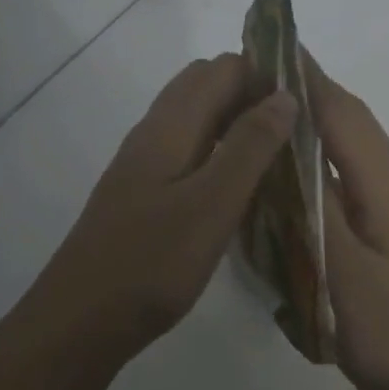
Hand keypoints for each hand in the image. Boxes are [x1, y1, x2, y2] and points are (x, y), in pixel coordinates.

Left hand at [26, 54, 296, 355]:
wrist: (81, 321)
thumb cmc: (151, 262)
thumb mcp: (212, 204)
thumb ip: (250, 147)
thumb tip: (286, 94)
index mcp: (169, 126)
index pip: (222, 68)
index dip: (265, 73)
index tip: (307, 101)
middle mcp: (154, 133)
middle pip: (206, 86)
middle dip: (253, 92)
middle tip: (297, 127)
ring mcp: (145, 164)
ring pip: (197, 119)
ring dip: (237, 122)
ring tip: (280, 152)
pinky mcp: (144, 193)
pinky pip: (189, 150)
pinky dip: (220, 151)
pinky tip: (241, 185)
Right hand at [308, 56, 388, 389]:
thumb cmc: (387, 332)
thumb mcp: (343, 273)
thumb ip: (315, 209)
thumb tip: (290, 148)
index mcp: (385, 191)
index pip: (345, 117)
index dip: (312, 79)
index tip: (277, 45)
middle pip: (353, 124)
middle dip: (315, 89)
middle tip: (266, 68)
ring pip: (352, 148)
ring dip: (319, 117)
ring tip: (275, 103)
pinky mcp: (380, 232)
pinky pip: (347, 176)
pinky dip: (320, 155)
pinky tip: (295, 165)